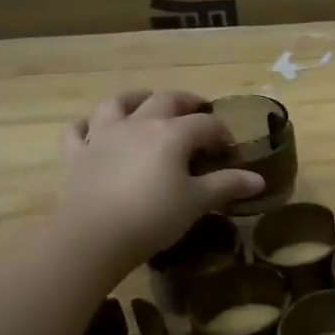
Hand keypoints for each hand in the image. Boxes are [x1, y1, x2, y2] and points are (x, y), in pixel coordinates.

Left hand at [57, 90, 264, 270]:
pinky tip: (93, 130)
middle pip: (166, 100)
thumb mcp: (197, 202)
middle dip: (186, 103)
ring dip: (135, 99)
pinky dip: (87, 126)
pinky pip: (78, 130)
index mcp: (172, 133)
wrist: (94, 235)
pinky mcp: (76, 154)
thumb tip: (258, 180)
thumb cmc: (154, 216)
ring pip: (118, 103)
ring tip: (146, 103)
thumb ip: (227, 185)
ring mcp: (103, 135)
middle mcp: (139, 123)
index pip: (206, 123)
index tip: (230, 150)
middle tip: (197, 112)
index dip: (222, 133)